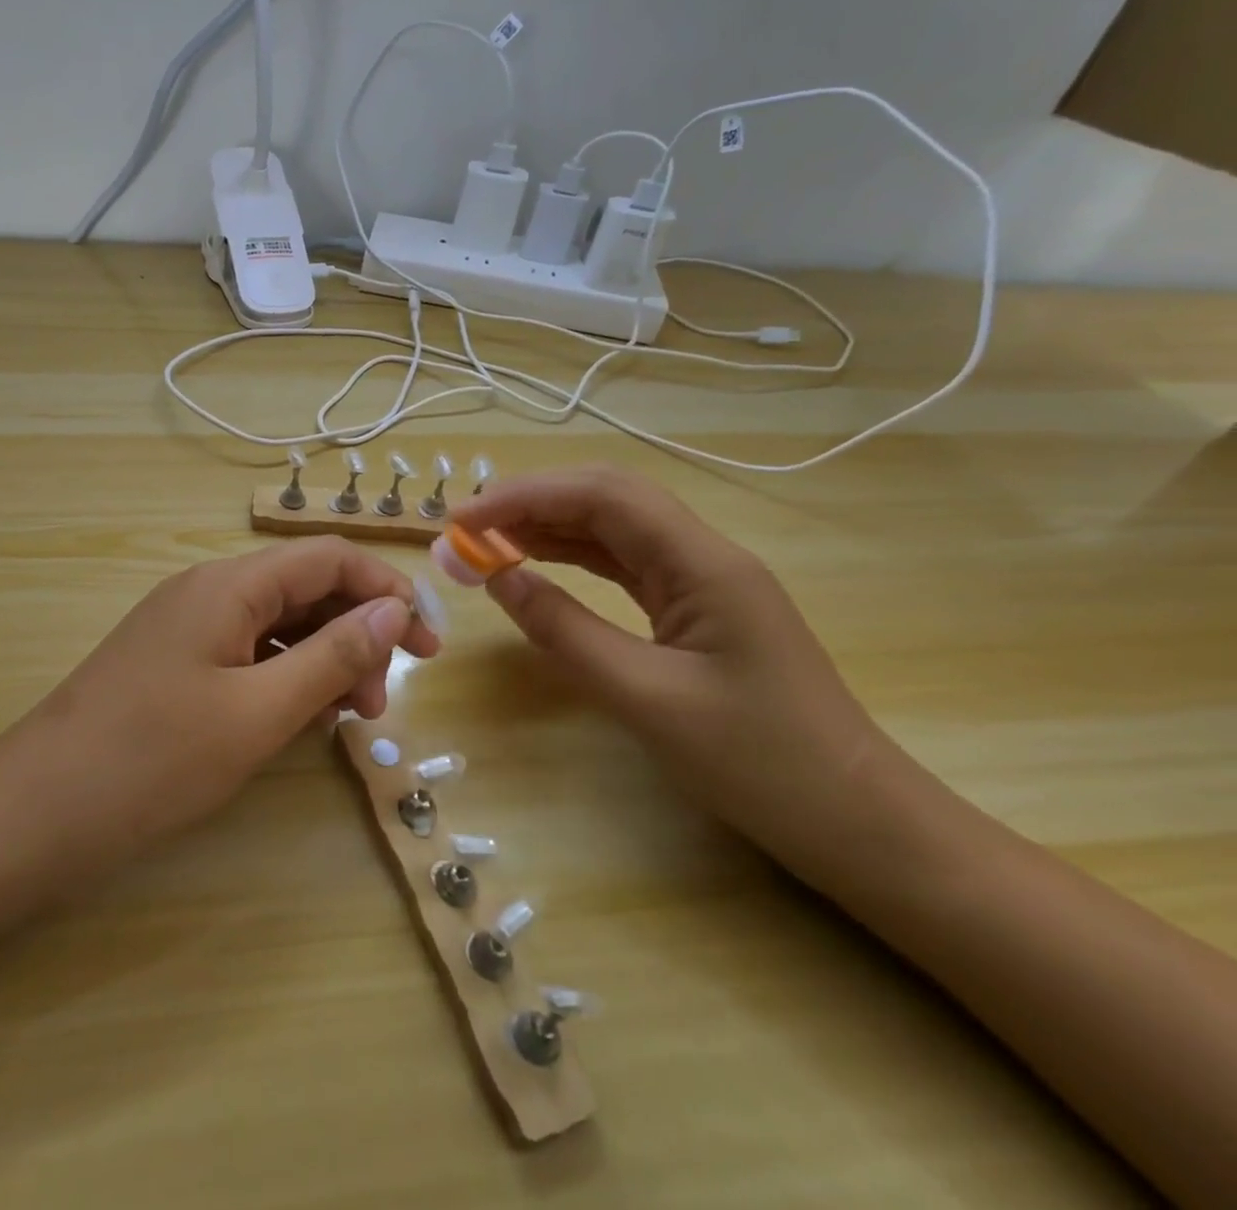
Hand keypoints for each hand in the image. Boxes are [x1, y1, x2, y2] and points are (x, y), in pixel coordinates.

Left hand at [0, 537, 441, 858]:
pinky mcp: (172, 662)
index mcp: (229, 584)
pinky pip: (246, 652)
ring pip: (276, 624)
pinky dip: (283, 678)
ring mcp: (186, 626)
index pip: (329, 559)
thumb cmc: (153, 760)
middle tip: (381, 704)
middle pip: (304, 589)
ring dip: (322, 660)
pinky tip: (296, 720)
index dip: (386, 592)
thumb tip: (394, 610)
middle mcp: (208, 590)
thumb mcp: (258, 711)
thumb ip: (333, 656)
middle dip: (356, 634)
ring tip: (345, 719)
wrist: (34, 813)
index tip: (426, 648)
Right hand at [452, 466, 933, 883]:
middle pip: (606, 497)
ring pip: (613, 527)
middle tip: (467, 528)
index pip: (601, 496)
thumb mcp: (644, 698)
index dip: (524, 496)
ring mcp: (701, 579)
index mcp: (702, 563)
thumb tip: (496, 578)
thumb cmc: (758, 763)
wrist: (855, 821)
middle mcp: (703, 554)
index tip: (462, 520)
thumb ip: (564, 631)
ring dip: (548, 526)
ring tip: (486, 542)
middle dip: (531, 501)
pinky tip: (536, 564)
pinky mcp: (695, 607)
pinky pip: (623, 563)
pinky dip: (572, 557)